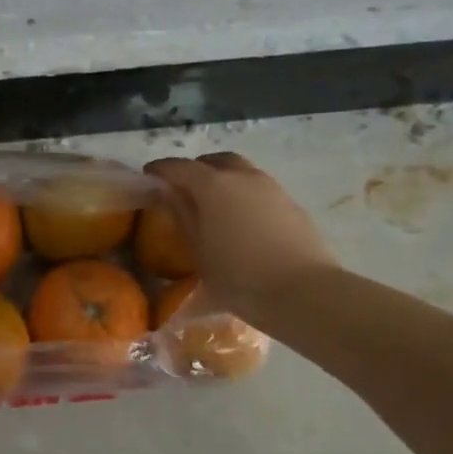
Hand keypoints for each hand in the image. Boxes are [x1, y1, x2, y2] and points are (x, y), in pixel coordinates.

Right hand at [143, 152, 332, 327]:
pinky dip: (243, 194)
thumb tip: (169, 193)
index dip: (161, 170)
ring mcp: (271, 187)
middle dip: (195, 169)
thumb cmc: (240, 277)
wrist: (304, 293)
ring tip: (213, 206)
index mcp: (213, 185)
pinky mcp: (290, 203)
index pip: (179, 167)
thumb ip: (183, 216)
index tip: (149, 176)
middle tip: (183, 189)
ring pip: (240, 171)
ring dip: (222, 180)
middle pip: (213, 161)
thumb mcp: (199, 252)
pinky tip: (241, 221)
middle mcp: (242, 176)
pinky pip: (258, 188)